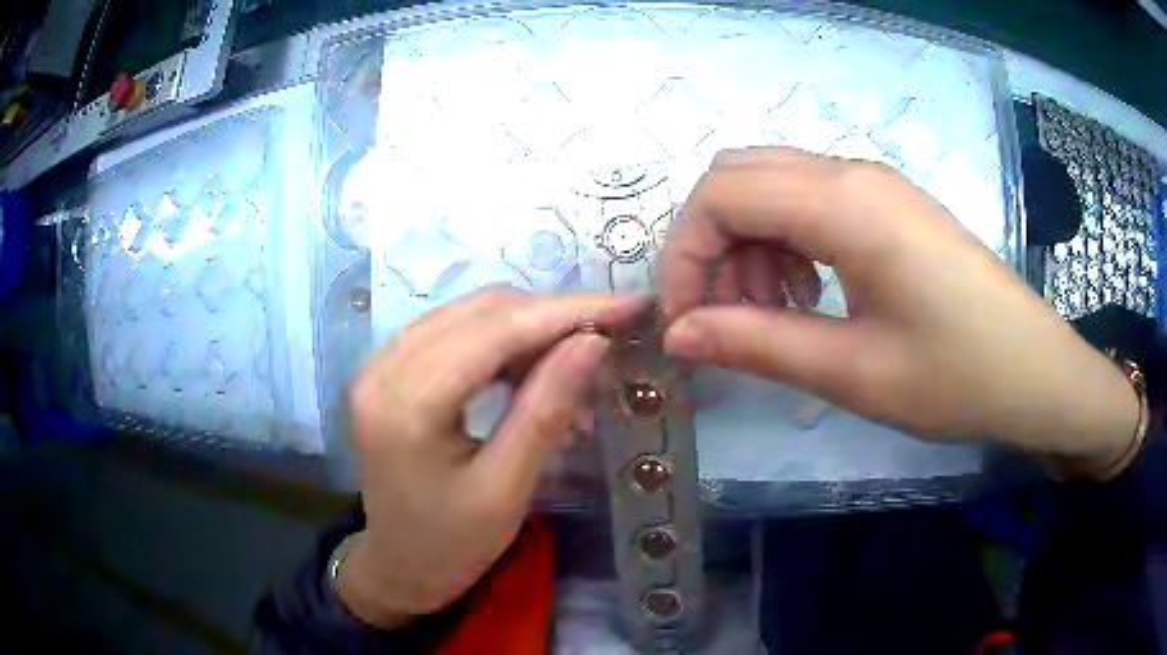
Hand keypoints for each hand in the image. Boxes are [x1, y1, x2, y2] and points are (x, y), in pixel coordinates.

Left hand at [336, 289, 643, 626]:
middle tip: (609, 334)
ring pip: (468, 314)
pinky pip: (452, 332)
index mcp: (407, 405)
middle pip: (480, 312)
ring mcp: (380, 365)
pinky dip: (500, 340)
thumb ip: (546, 409)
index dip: (566, 312)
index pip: (495, 331)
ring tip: (576, 357)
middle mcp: (383, 369)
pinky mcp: (387, 371)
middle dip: (551, 315)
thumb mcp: (507, 489)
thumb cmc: (452, 545)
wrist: (398, 567)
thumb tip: (593, 341)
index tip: (627, 305)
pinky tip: (532, 366)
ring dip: (528, 327)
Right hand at [659, 147, 1137, 476]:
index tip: (683, 323)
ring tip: (769, 317)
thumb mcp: (853, 371)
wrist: (1035, 373)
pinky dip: (784, 243)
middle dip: (709, 245)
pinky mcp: (888, 205)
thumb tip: (678, 334)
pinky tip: (806, 296)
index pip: (720, 195)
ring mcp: (873, 184)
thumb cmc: (957, 376)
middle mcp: (851, 173)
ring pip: (771, 186)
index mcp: (844, 203)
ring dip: (747, 245)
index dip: (684, 256)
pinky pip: (810, 201)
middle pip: (737, 177)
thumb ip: (757, 344)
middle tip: (723, 318)